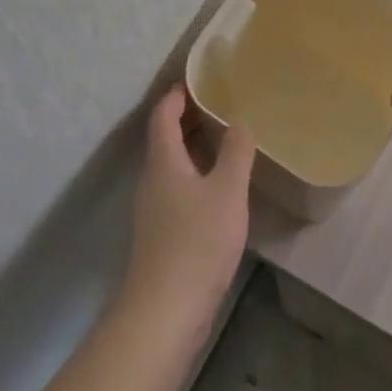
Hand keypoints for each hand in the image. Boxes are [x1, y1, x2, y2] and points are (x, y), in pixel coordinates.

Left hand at [123, 84, 254, 333]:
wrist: (166, 310)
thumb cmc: (197, 242)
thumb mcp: (227, 192)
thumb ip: (236, 153)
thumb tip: (239, 124)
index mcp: (163, 162)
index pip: (162, 115)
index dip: (177, 95)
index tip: (198, 80)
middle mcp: (152, 180)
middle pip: (164, 139)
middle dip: (188, 119)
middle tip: (221, 106)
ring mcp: (154, 210)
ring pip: (171, 166)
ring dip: (193, 149)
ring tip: (225, 141)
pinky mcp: (161, 234)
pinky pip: (177, 189)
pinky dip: (195, 175)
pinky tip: (219, 188)